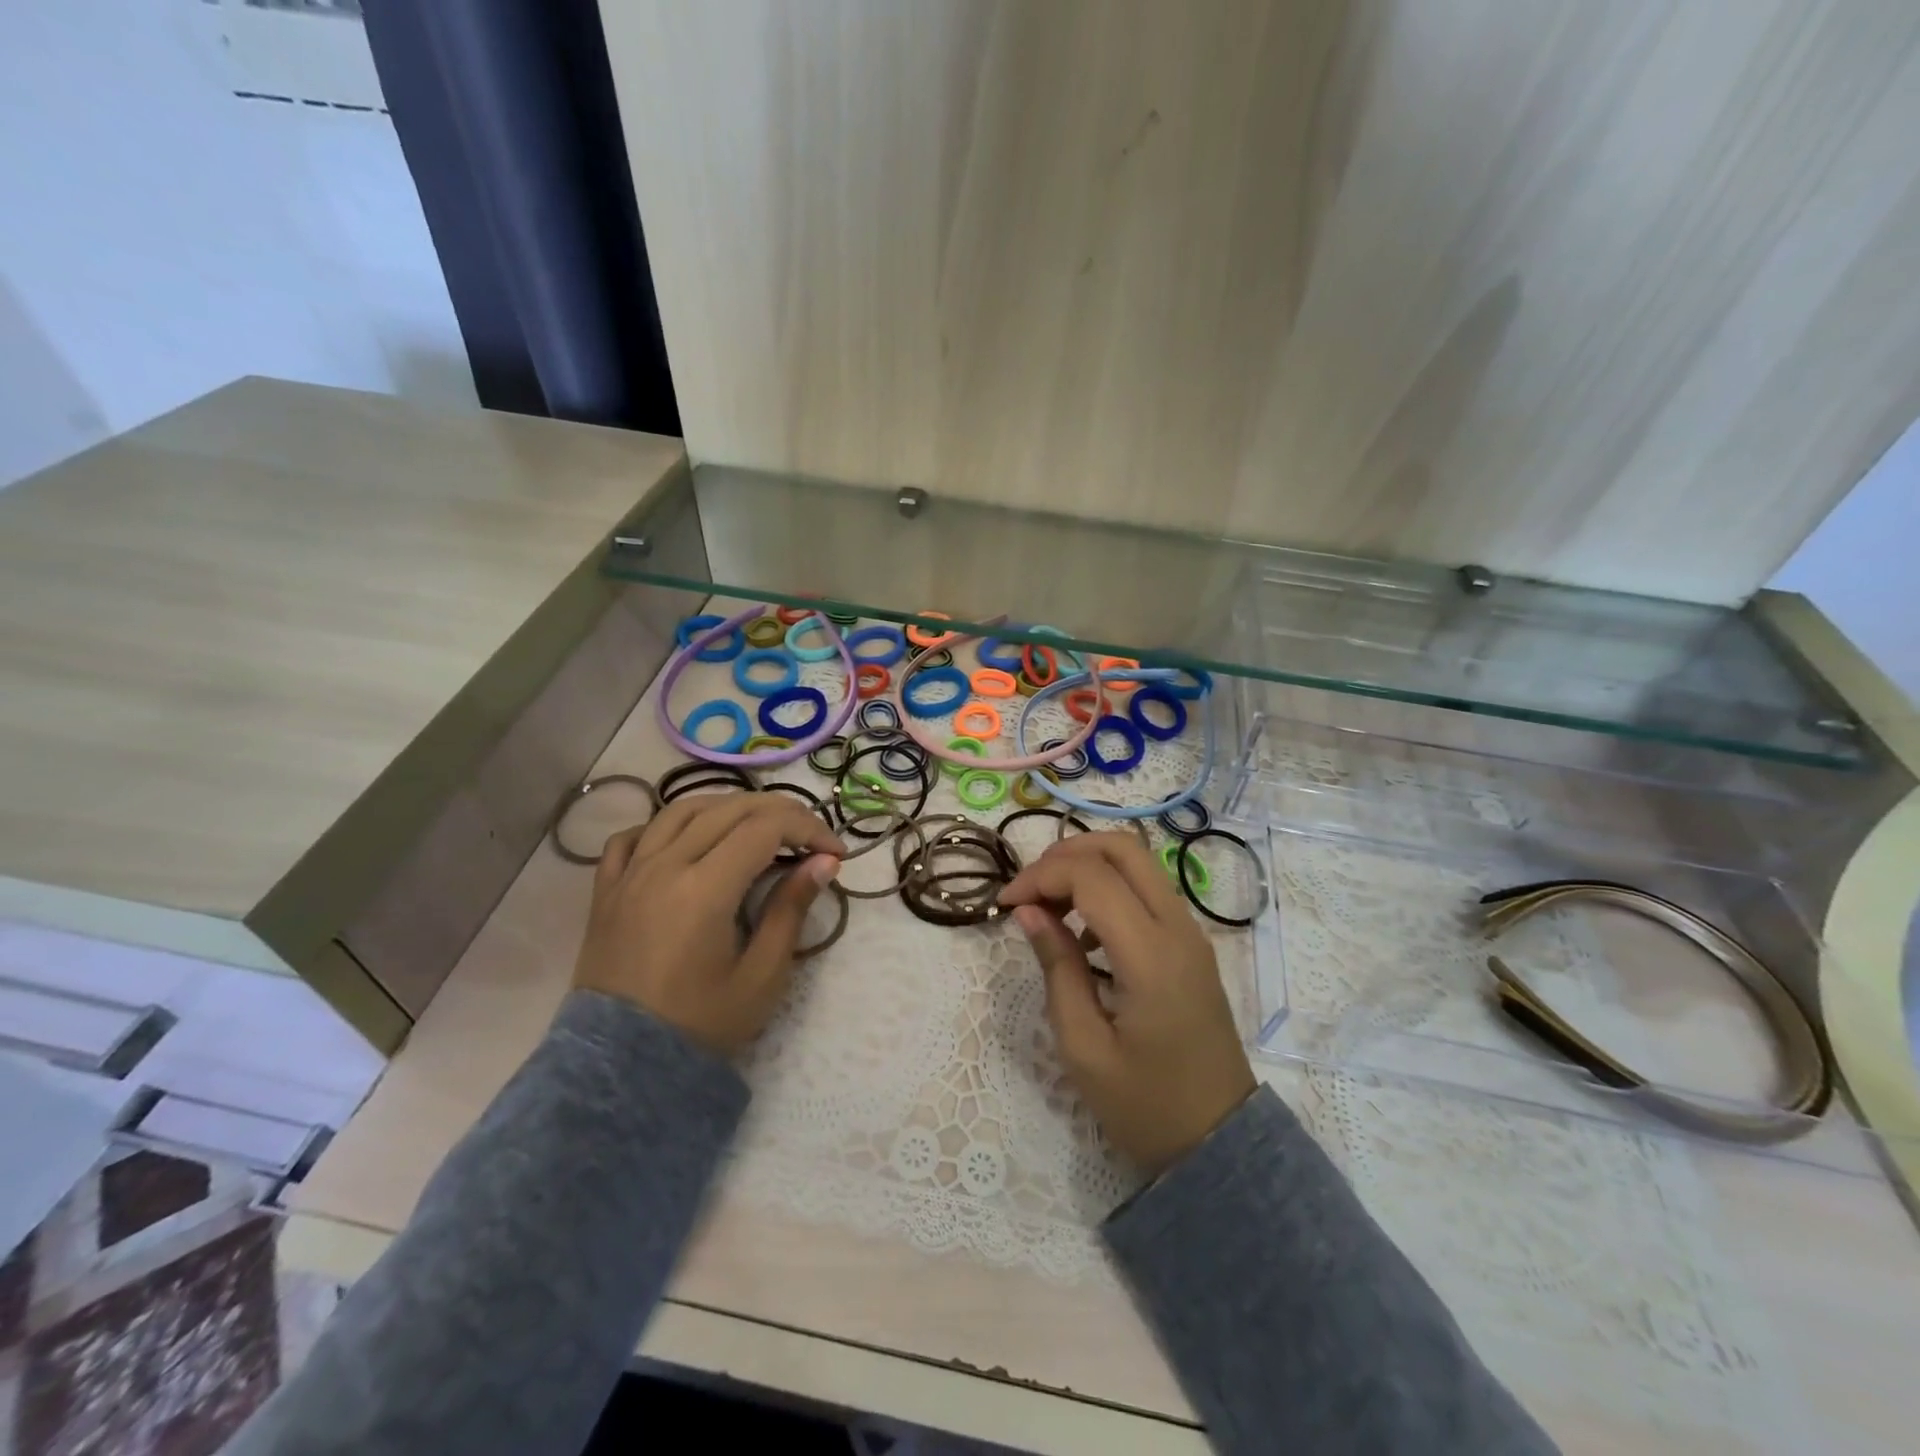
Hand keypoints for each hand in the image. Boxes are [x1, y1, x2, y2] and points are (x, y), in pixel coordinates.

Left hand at [572, 792, 844, 1056]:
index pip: (765, 828)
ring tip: (756, 826)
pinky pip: (633, 836)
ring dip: (727, 807)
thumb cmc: (700, 1024)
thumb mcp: (761, 975)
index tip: (834, 853)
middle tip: (809, 835)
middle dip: (779, 811)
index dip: (808, 829)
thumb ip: (791, 910)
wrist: (622, 1066)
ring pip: (680, 809)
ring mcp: (629, 874)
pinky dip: (666, 826)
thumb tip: (824, 862)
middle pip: (728, 808)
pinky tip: (687, 839)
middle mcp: (664, 866)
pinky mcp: (606, 890)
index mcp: (703, 889)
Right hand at [999, 832, 1254, 1176]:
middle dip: (1065, 855)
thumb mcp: (1083, 1047)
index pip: (1092, 877)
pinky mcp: (1191, 945)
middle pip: (1122, 848)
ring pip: (1138, 863)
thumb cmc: (1145, 1106)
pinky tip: (1084, 934)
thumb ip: (1057, 969)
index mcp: (1151, 956)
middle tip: (1029, 890)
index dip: (1040, 878)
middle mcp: (1179, 929)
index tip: (1005, 905)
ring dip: (1087, 867)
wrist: (1220, 1144)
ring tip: (1048, 908)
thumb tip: (1029, 912)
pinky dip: (1109, 888)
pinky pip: (1148, 890)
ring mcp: (1191, 933)